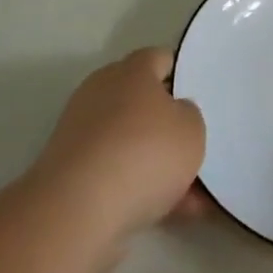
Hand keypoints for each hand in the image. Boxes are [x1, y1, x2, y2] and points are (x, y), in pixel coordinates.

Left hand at [30, 48, 206, 251]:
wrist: (78, 210)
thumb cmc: (144, 153)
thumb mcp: (191, 128)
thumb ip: (189, 115)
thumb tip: (175, 112)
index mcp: (131, 72)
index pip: (159, 59)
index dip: (182, 73)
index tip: (201, 95)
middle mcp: (102, 94)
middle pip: (143, 102)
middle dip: (169, 125)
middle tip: (197, 144)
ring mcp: (82, 134)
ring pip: (132, 143)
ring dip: (159, 164)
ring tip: (195, 195)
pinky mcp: (71, 173)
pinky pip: (117, 174)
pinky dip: (142, 189)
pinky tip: (173, 213)